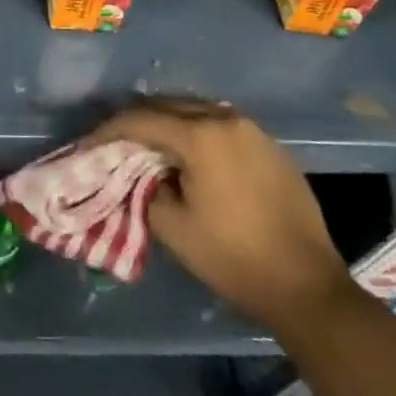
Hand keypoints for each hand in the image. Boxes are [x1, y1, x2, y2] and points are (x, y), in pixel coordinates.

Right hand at [84, 99, 350, 331]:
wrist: (307, 287)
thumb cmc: (234, 258)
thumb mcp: (173, 228)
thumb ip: (145, 189)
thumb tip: (143, 173)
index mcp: (201, 135)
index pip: (142, 120)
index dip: (110, 130)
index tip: (89, 143)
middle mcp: (226, 119)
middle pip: (169, 107)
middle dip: (138, 121)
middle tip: (114, 141)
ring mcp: (253, 130)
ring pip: (196, 112)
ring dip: (168, 124)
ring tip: (148, 145)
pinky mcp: (270, 146)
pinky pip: (221, 127)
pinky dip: (197, 134)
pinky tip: (189, 156)